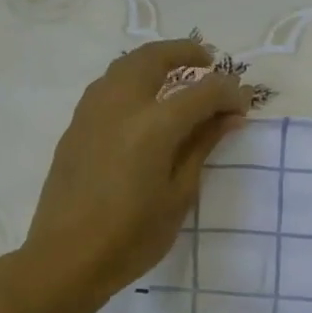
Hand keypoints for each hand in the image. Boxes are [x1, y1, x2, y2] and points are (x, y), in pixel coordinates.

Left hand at [17, 39, 254, 308]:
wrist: (66, 259)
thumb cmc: (133, 235)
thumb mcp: (180, 194)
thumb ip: (202, 146)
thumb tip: (228, 116)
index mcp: (153, 126)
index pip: (202, 92)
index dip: (229, 93)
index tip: (244, 106)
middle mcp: (120, 107)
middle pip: (153, 58)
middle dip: (185, 53)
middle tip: (209, 62)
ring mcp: (91, 113)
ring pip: (124, 66)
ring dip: (154, 61)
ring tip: (177, 76)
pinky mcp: (76, 127)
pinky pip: (107, 86)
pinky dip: (133, 80)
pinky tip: (146, 103)